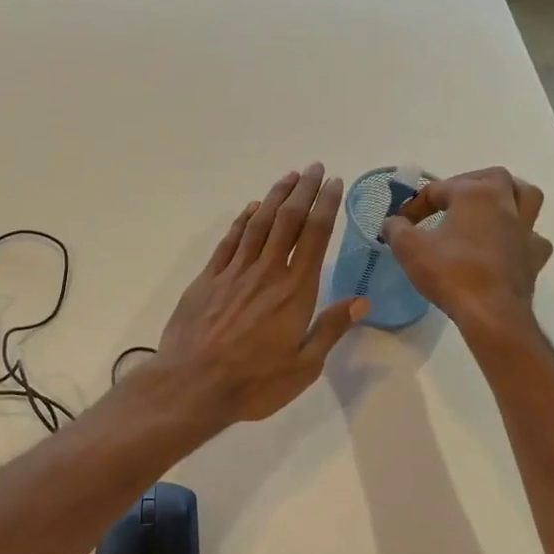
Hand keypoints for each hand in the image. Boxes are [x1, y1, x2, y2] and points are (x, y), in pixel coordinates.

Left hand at [151, 164, 366, 426]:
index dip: (326, 205)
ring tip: (289, 177)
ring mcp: (234, 272)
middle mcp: (266, 272)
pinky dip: (242, 221)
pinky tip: (251, 209)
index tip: (334, 184)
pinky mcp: (208, 279)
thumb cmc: (254, 382)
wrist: (192, 385)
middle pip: (288, 220)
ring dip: (275, 197)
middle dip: (304, 190)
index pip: (315, 236)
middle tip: (316, 168)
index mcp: (295, 291)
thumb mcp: (304, 366)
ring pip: (258, 224)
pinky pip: (229, 241)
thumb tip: (361, 301)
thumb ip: (330, 329)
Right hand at [380, 167, 552, 336]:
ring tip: (488, 211)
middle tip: (451, 202)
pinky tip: (505, 248)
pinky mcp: (535, 257)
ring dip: (508, 199)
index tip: (401, 223)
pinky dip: (519, 237)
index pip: (439, 189)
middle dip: (470, 183)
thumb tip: (392, 222)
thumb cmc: (450, 272)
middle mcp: (506, 203)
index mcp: (476, 193)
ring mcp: (526, 230)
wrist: (491, 313)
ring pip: (526, 198)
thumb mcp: (409, 249)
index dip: (415, 204)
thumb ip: (396, 229)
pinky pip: (532, 237)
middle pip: (493, 178)